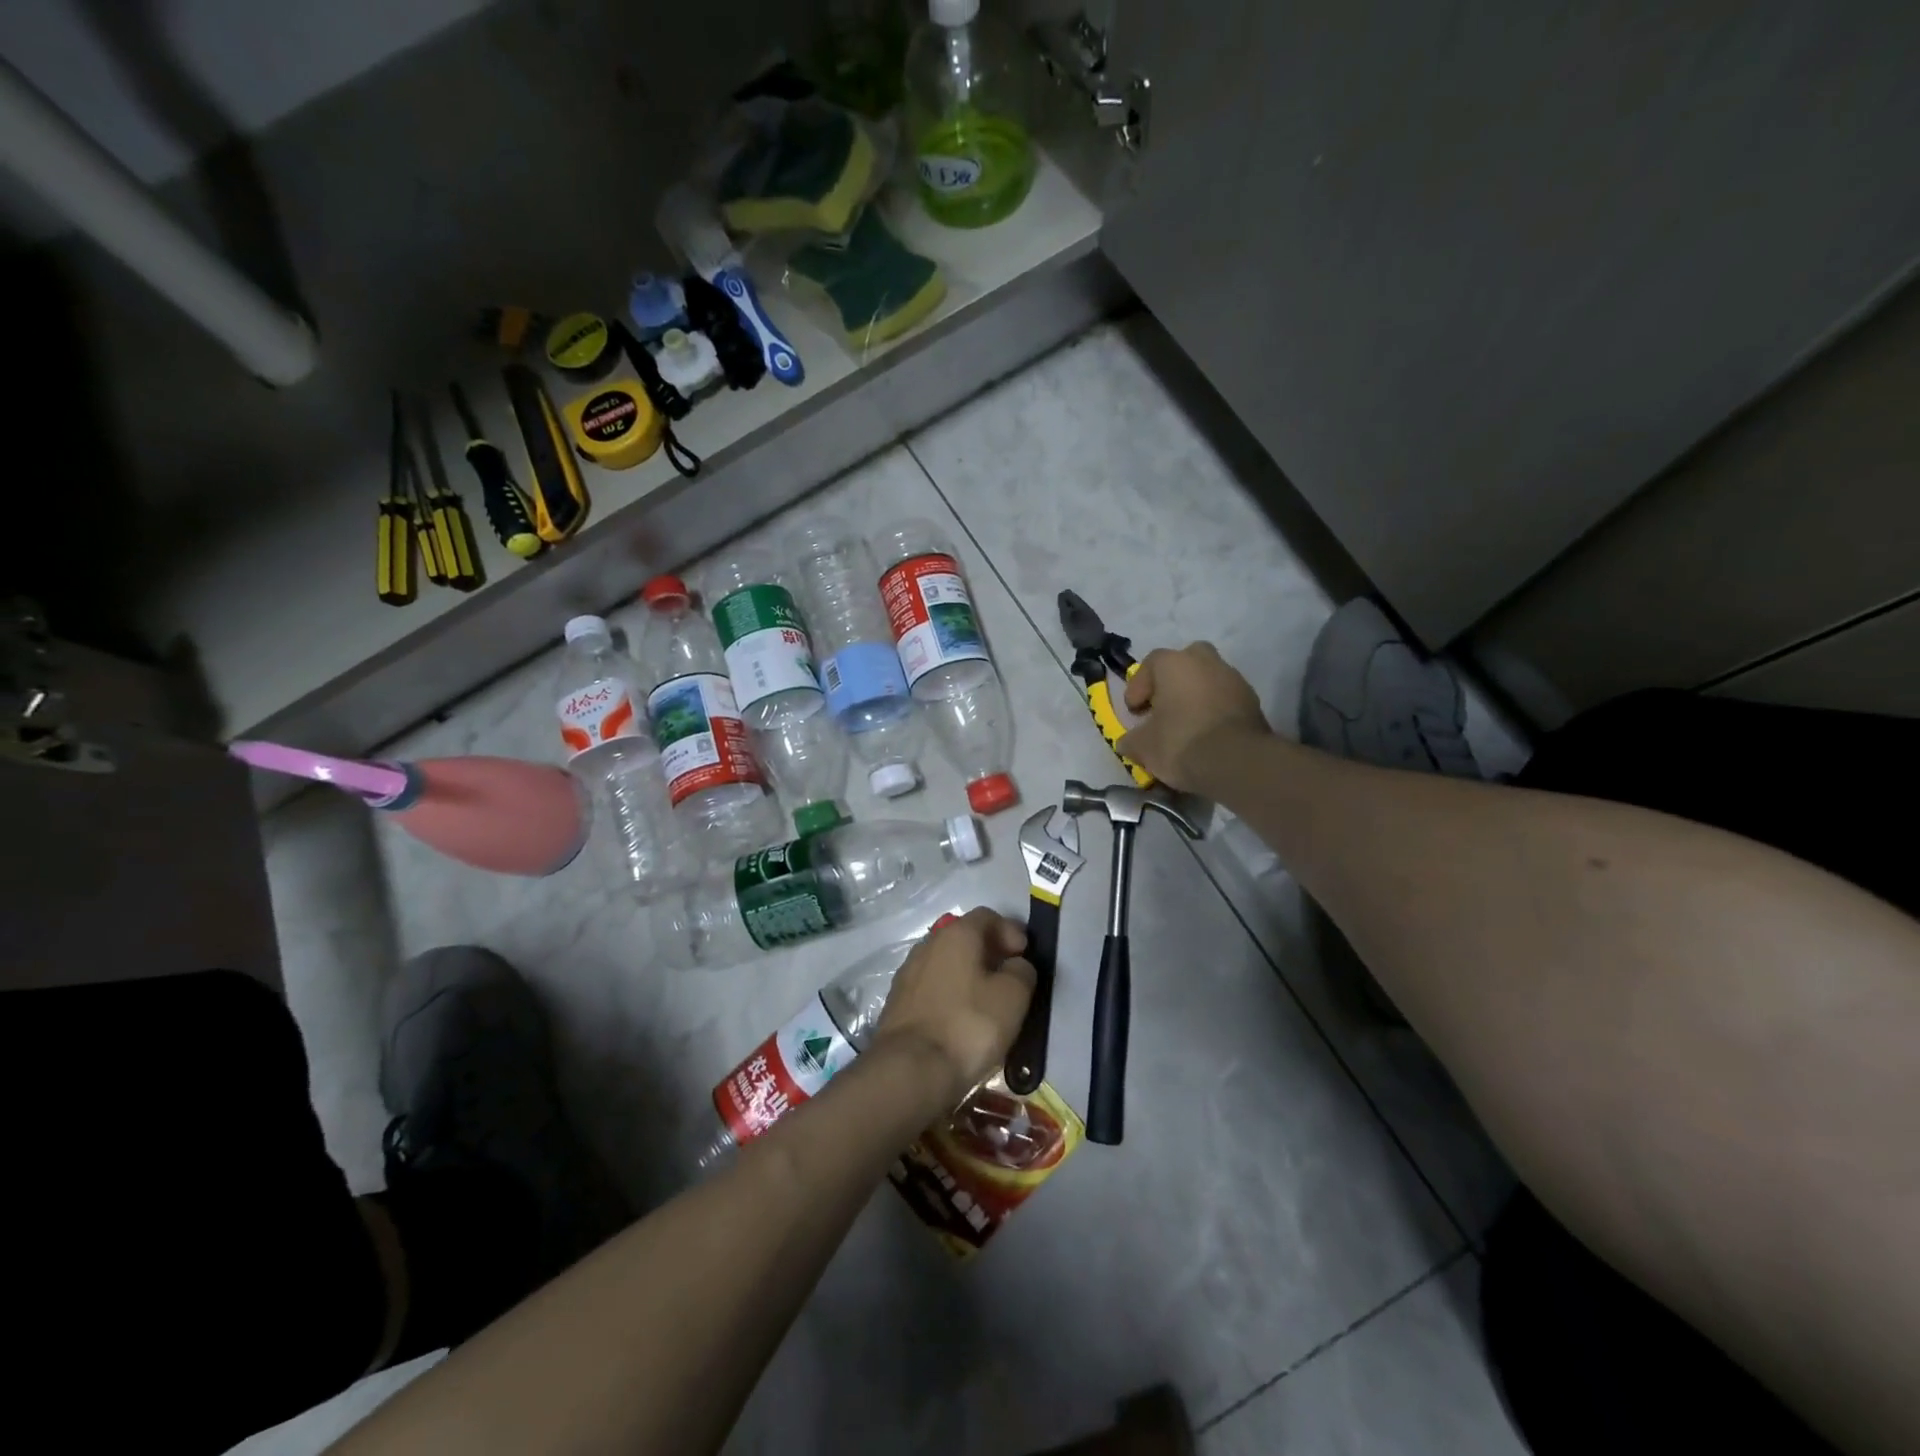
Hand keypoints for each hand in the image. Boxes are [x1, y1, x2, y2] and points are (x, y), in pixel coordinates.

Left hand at [874, 908, 1035, 1106]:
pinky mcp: (897, 1002)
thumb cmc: (969, 1025)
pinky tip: (960, 1019)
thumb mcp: (1013, 996)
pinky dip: (949, 995)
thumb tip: (1016, 965)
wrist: (911, 1070)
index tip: (1025, 955)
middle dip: (989, 952)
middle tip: (1009, 977)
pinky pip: (931, 988)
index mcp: (956, 934)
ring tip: (986, 1002)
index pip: (987, 916)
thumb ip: (1022, 971)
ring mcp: (908, 973)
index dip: (1010, 931)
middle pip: (964, 938)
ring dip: (968, 975)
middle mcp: (928, 944)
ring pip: (946, 963)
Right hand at [1116, 642, 1270, 791]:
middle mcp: (1205, 661)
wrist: (1236, 761)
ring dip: (1196, 696)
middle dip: (1173, 681)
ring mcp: (1233, 678)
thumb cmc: (1180, 742)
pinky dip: (1215, 710)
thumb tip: (1127, 742)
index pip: (1150, 664)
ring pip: (1208, 679)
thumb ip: (1131, 740)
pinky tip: (1208, 733)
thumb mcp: (1143, 746)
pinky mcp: (1253, 700)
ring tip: (1187, 724)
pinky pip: (1226, 699)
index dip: (1138, 687)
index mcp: (1174, 663)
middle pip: (1185, 662)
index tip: (1135, 711)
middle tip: (1164, 706)